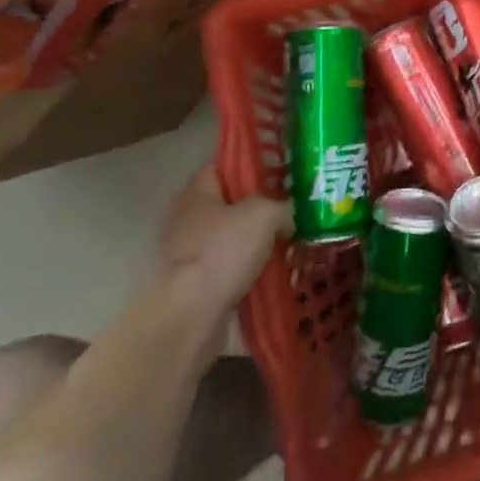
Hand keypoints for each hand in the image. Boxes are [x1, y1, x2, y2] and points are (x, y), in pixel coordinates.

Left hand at [153, 165, 292, 324]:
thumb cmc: (224, 251)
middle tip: (291, 207)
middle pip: (230, 202)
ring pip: (231, 237)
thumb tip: (286, 217)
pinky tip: (273, 270)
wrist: (191, 315)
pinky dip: (248, 268)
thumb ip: (281, 206)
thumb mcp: (265, 214)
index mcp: (198, 191)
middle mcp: (188, 217)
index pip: (225, 165)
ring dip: (255, 241)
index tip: (281, 170)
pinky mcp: (194, 284)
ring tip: (288, 240)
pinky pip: (229, 266)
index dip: (253, 164)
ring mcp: (189, 252)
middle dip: (259, 206)